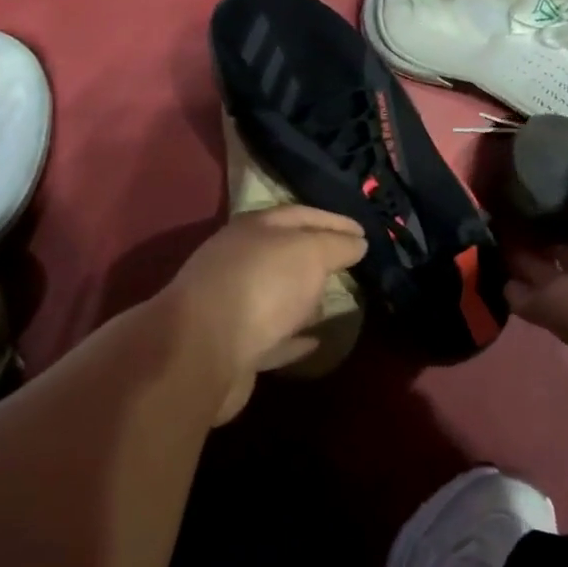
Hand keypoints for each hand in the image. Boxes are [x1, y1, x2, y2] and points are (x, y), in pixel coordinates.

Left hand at [167, 204, 366, 422]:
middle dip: (316, 256)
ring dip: (303, 297)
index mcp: (253, 229)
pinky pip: (272, 337)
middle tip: (351, 263)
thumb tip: (358, 242)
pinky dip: (293, 337)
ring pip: (276, 295)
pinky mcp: (234, 347)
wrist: (202, 351)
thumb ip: (336, 244)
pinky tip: (316, 340)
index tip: (364, 232)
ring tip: (336, 299)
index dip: (334, 220)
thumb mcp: (309, 253)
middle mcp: (238, 262)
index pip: (300, 215)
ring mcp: (232, 305)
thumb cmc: (261, 286)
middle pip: (283, 253)